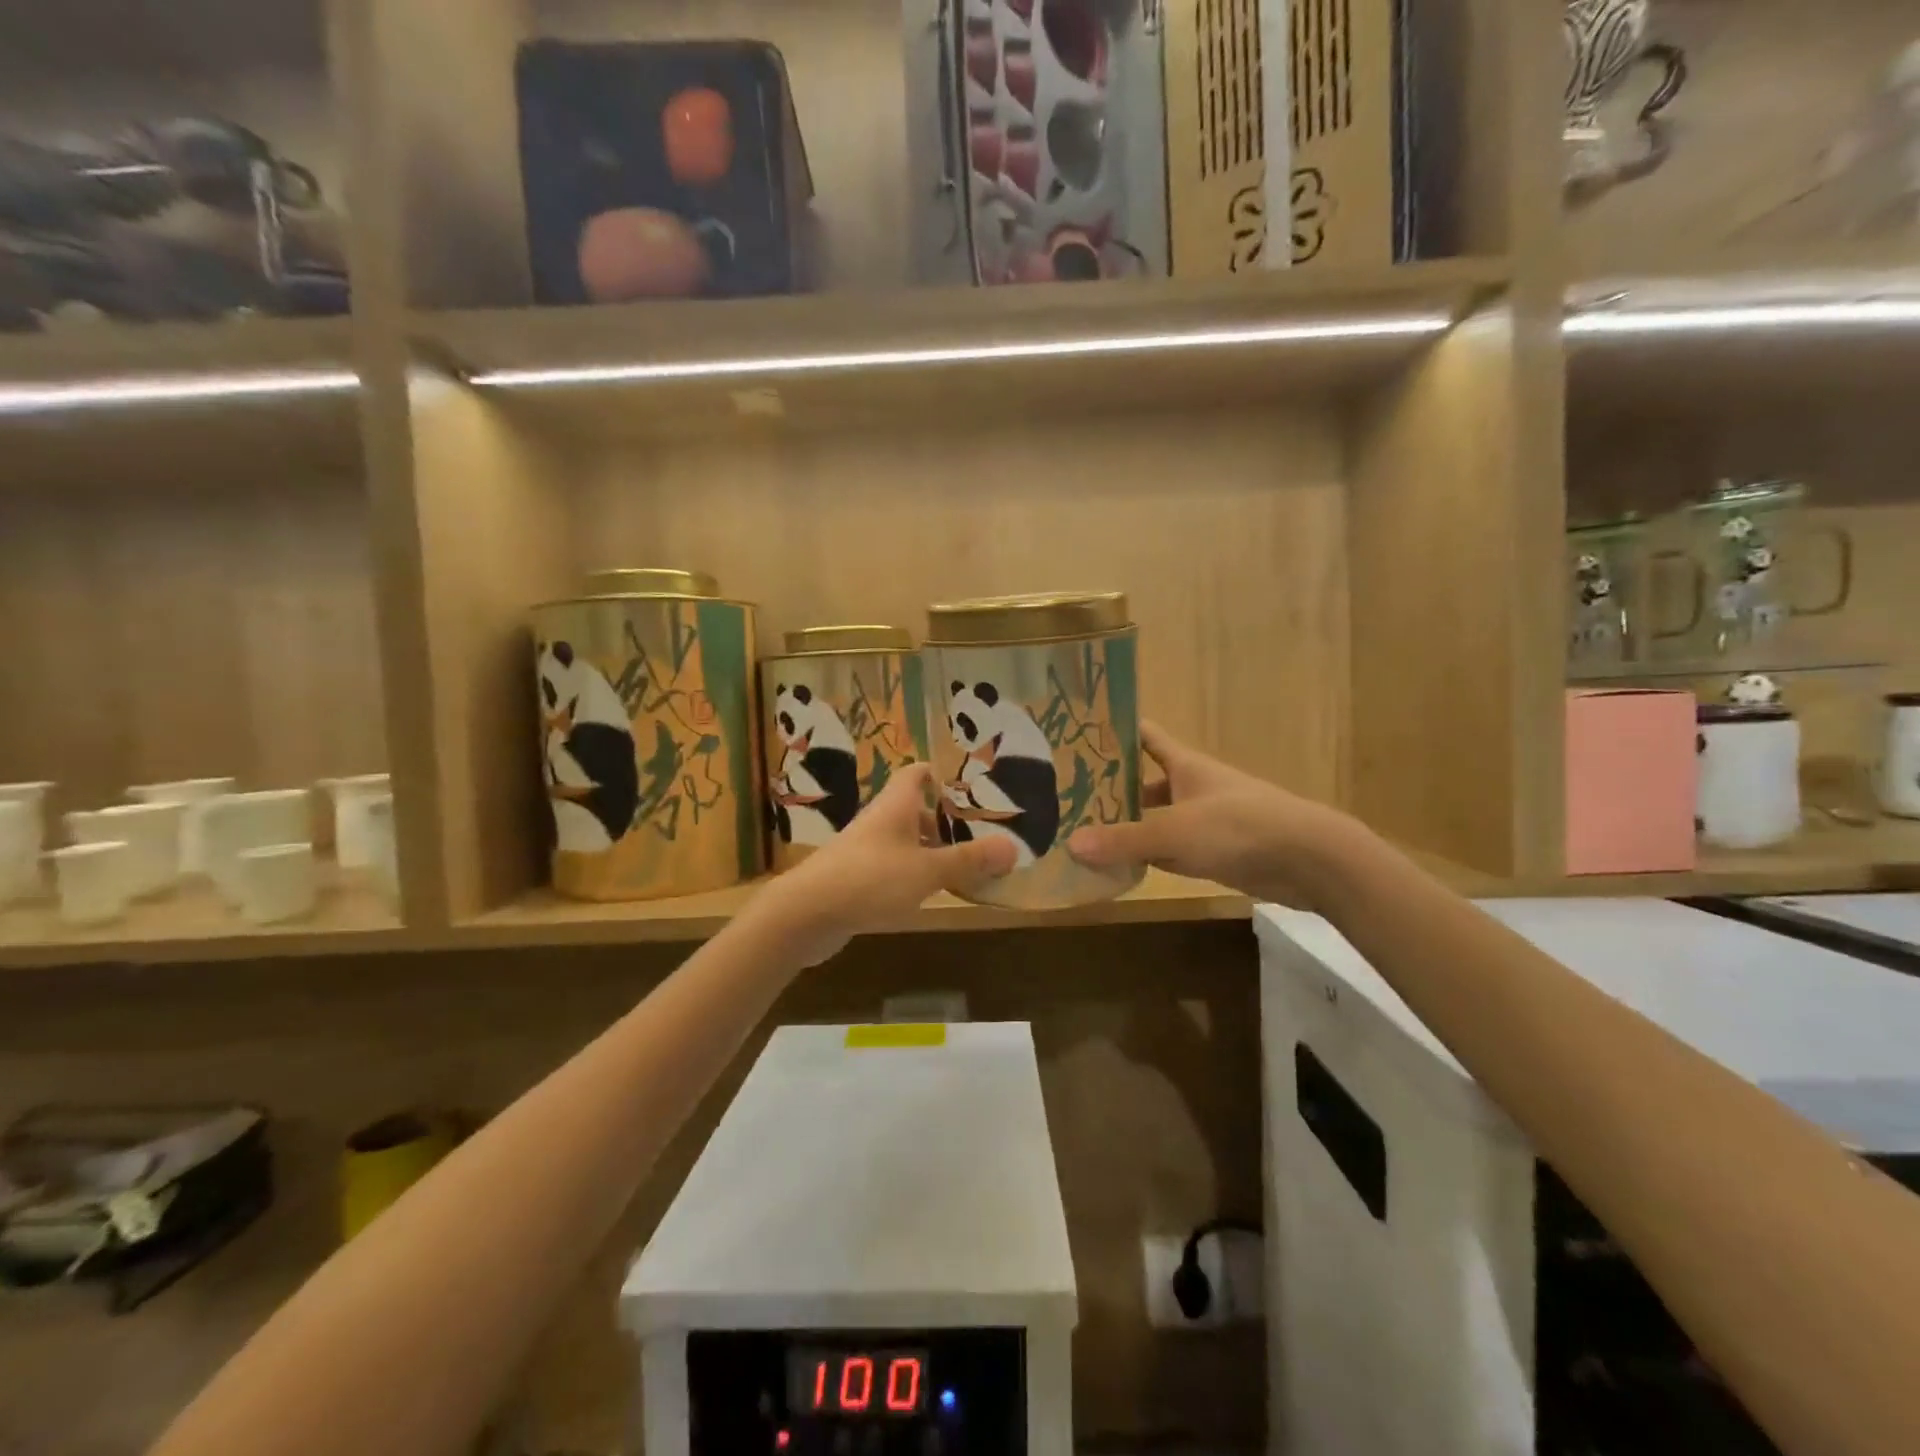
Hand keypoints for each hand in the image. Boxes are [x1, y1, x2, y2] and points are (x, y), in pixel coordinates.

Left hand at [750, 763, 1017, 965]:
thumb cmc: (870, 880)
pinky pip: (892, 868)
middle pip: (915, 809)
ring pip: (905, 841)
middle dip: (947, 821)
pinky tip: (929, 894)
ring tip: (964, 867)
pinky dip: (913, 875)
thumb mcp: (927, 871)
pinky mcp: (854, 878)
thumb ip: (969, 860)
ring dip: (931, 851)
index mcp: (896, 806)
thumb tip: (1013, 848)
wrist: (805, 914)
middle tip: (981, 835)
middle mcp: (879, 821)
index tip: (973, 790)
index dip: (943, 775)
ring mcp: (864, 850)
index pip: (918, 773)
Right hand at [1066, 722, 1346, 905]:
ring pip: (1154, 819)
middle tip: (1065, 797)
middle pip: (1143, 782)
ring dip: (1126, 826)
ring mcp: (1203, 820)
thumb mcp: (1174, 831)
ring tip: (1081, 833)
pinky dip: (1146, 857)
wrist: (1309, 859)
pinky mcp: (1213, 852)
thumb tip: (1071, 845)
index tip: (1078, 733)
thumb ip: (1124, 839)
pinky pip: (1169, 851)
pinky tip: (1117, 867)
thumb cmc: (1239, 827)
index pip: (1144, 736)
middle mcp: (1191, 787)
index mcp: (1184, 764)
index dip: (1115, 731)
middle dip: (1109, 788)